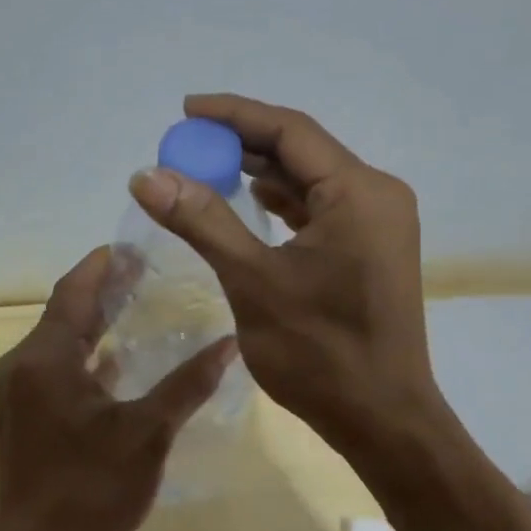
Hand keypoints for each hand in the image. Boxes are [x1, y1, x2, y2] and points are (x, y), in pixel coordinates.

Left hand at [0, 246, 237, 530]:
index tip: (131, 245)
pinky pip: (51, 368)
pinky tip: (112, 362)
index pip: (73, 291)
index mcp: (45, 358)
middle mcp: (21, 365)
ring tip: (132, 306)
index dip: (101, 265)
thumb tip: (230, 343)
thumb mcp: (147, 433)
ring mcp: (14, 392)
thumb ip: (187, 384)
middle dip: (100, 290)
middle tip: (142, 272)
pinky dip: (81, 356)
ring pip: (56, 341)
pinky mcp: (18, 416)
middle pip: (63, 312)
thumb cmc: (90, 490)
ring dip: (91, 323)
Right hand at [127, 93, 437, 455]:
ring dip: (259, 172)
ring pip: (310, 180)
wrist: (382, 420)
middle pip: (301, 150)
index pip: (290, 130)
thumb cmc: (320, 353)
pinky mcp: (369, 249)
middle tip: (186, 144)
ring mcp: (377, 224)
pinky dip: (281, 202)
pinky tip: (248, 200)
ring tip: (206, 167)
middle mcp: (376, 195)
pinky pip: (319, 208)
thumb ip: (202, 221)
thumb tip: (147, 175)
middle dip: (242, 144)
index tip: (185, 110)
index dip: (234, 114)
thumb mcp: (253, 281)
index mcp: (358, 192)